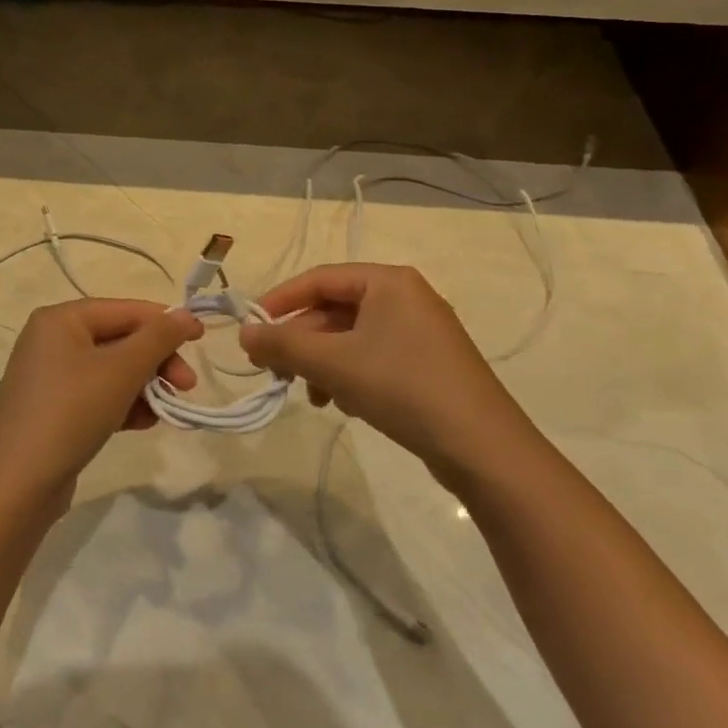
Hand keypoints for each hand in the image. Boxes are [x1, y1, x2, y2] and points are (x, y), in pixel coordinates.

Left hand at [0, 299, 202, 505]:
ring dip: (144, 386)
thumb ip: (158, 338)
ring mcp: (50, 375)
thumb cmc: (71, 412)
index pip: (125, 309)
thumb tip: (186, 314)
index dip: (166, 322)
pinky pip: (97, 394)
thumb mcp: (121, 371)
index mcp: (61, 319)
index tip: (202, 340)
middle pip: (119, 339)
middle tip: (187, 386)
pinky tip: (141, 424)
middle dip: (156, 361)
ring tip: (164, 411)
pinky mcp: (53, 408)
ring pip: (111, 369)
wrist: (17, 484)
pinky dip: (122, 404)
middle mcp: (52, 339)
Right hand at [239, 264, 542, 493]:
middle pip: (335, 310)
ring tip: (309, 395)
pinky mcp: (428, 364)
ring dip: (322, 363)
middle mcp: (405, 297)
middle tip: (274, 370)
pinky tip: (343, 404)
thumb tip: (243, 333)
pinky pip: (373, 357)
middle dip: (301, 341)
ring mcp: (420, 332)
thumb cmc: (402, 387)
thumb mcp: (333, 363)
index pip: (319, 279)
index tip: (251, 329)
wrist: (483, 449)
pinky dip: (349, 375)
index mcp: (388, 281)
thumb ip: (283, 344)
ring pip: (351, 337)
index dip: (279, 301)